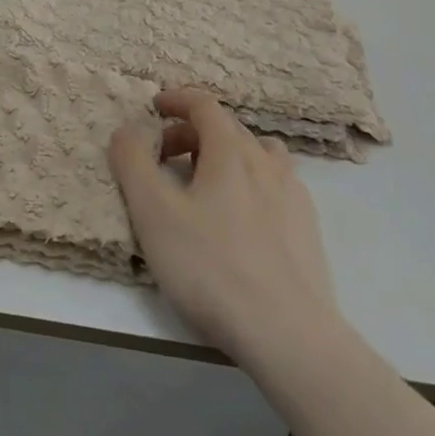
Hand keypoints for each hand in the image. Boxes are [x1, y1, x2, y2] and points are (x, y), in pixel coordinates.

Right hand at [109, 88, 341, 364]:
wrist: (289, 335)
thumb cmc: (212, 267)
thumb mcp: (153, 213)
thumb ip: (133, 162)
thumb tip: (127, 130)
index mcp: (230, 151)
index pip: (204, 104)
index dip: (176, 99)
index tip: (154, 108)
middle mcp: (266, 162)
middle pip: (227, 127)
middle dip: (191, 131)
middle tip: (164, 157)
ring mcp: (293, 195)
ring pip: (257, 154)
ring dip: (225, 155)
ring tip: (204, 184)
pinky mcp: (307, 228)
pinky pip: (275, 185)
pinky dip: (250, 182)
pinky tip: (239, 218)